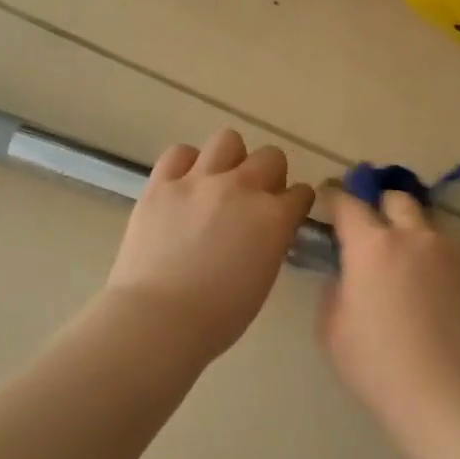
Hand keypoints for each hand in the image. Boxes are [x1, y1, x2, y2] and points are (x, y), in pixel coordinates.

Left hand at [105, 129, 315, 363]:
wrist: (159, 318)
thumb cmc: (219, 316)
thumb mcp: (263, 278)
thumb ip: (271, 242)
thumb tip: (268, 229)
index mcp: (274, 217)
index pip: (301, 193)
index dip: (296, 202)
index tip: (289, 212)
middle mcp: (242, 188)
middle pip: (270, 157)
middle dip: (270, 174)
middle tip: (255, 197)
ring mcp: (199, 181)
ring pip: (227, 140)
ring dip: (231, 159)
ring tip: (219, 182)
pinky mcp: (162, 184)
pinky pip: (180, 152)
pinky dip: (186, 164)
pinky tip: (184, 184)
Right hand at [319, 190, 459, 439]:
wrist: (444, 396)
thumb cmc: (376, 365)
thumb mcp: (332, 328)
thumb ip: (336, 288)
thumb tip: (348, 274)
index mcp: (371, 246)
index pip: (348, 203)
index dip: (336, 197)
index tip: (330, 199)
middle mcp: (413, 236)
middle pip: (396, 199)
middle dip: (380, 206)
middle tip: (371, 231)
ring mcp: (450, 252)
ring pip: (426, 225)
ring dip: (410, 233)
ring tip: (405, 266)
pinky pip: (448, 252)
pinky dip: (433, 259)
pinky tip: (430, 291)